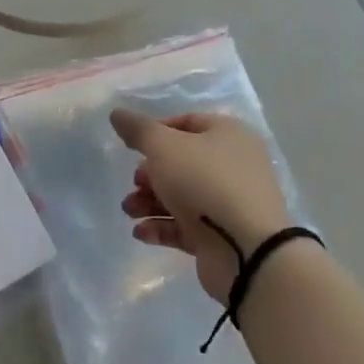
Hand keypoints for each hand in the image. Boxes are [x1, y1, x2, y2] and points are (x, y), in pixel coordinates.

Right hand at [112, 109, 287, 302]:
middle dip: (149, 174)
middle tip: (134, 183)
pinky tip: (141, 233)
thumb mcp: (164, 147)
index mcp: (228, 135)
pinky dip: (162, 227)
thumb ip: (138, 130)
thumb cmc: (204, 182)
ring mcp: (229, 203)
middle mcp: (233, 166)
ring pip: (181, 196)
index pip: (187, 123)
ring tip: (130, 211)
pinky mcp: (222, 235)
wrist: (246, 249)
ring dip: (149, 202)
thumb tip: (117, 114)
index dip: (156, 132)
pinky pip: (186, 226)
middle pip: (181, 163)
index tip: (132, 146)